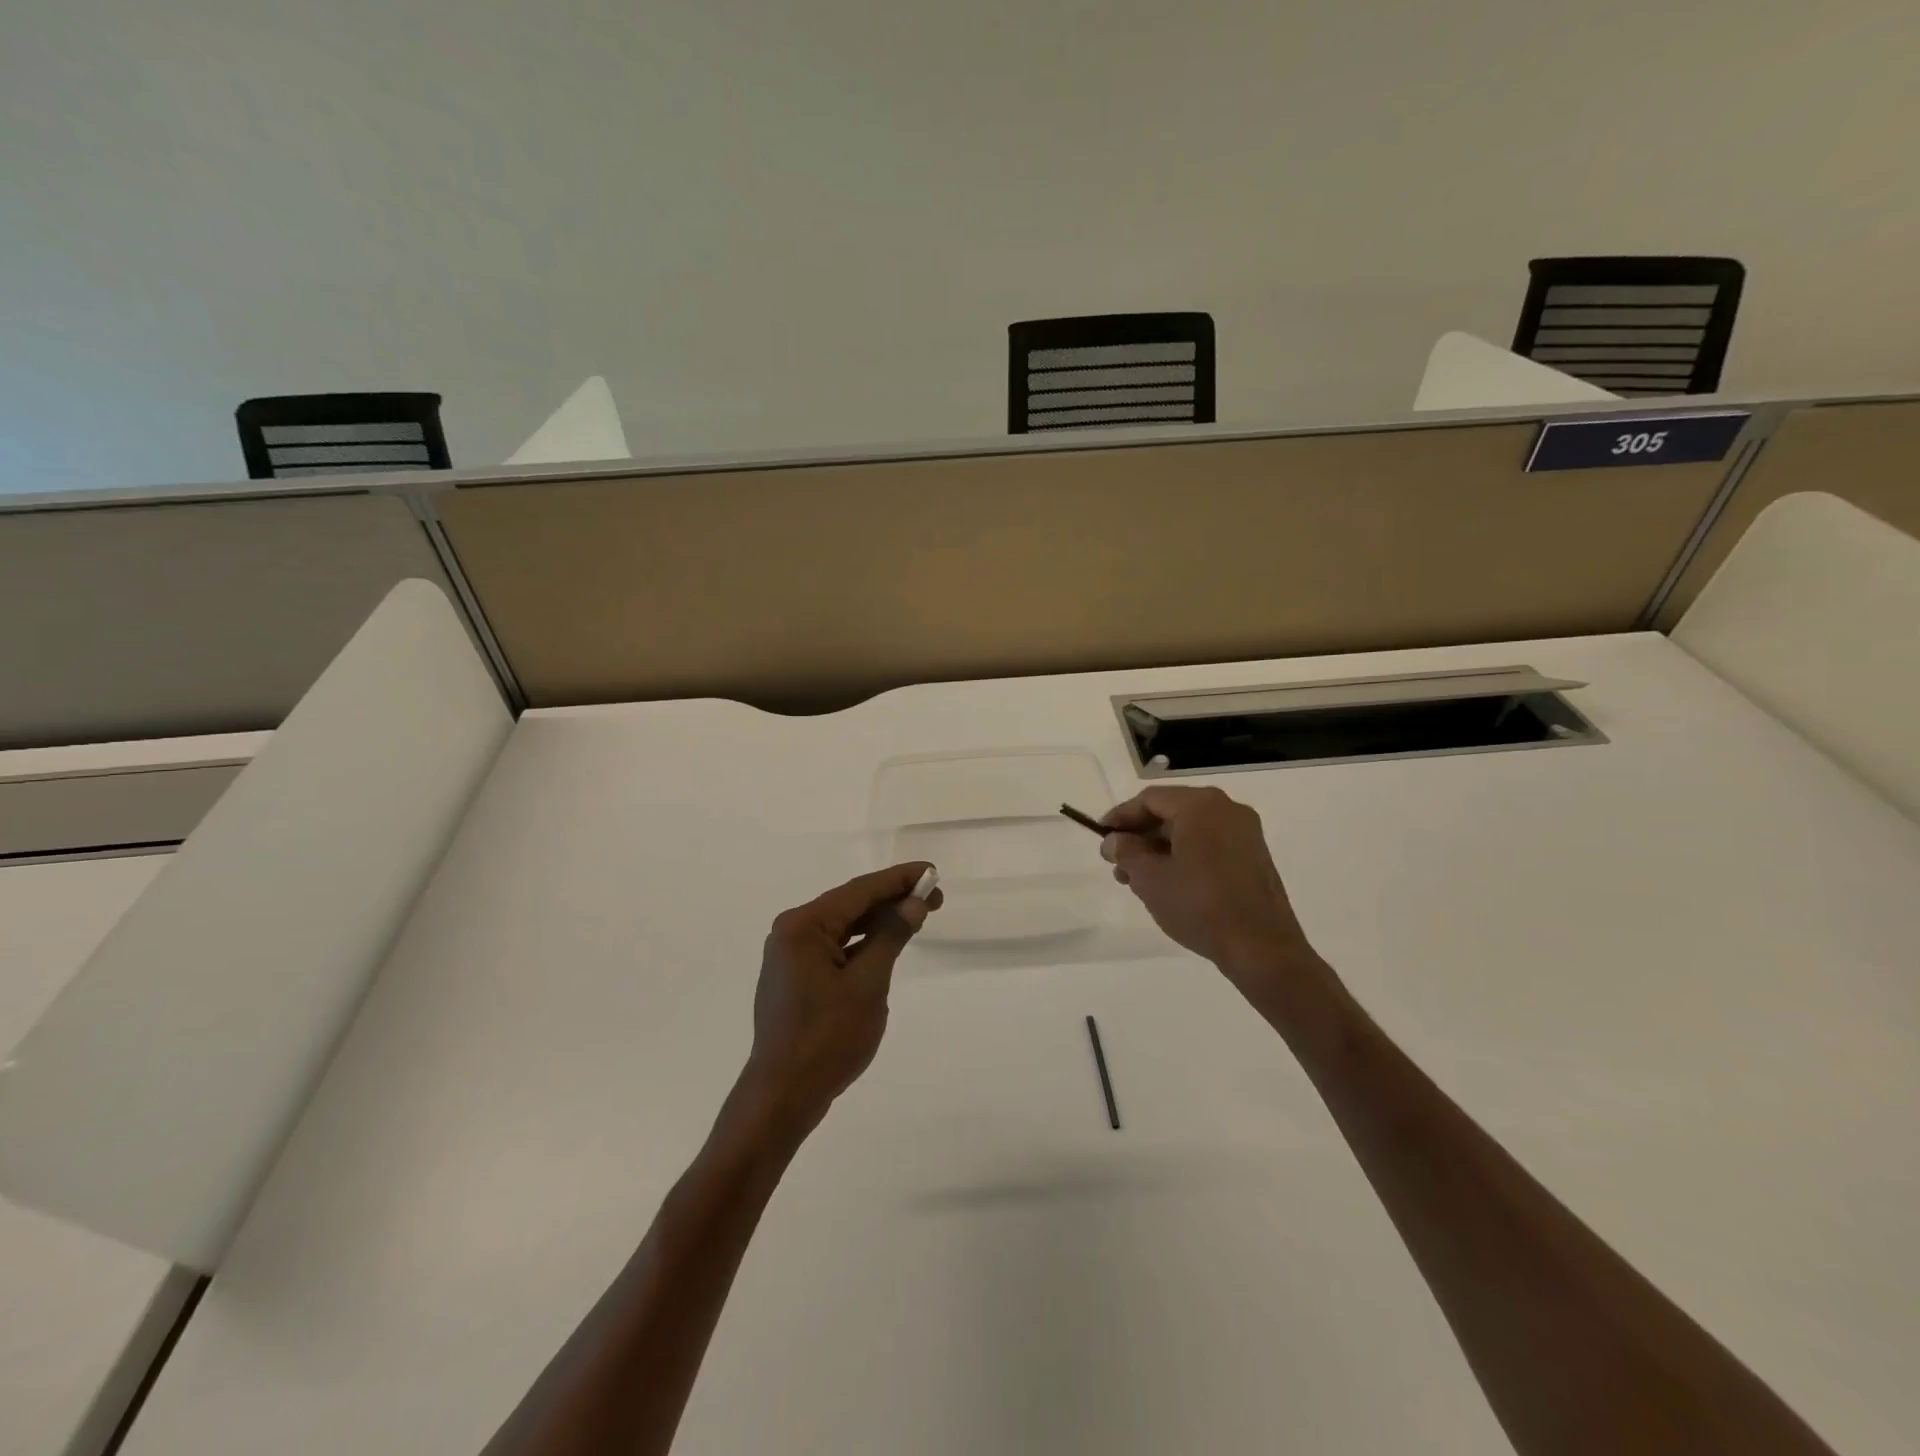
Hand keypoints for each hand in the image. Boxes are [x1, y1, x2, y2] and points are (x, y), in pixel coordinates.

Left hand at [739, 863, 939, 1137]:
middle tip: (935, 898)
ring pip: (843, 927)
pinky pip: (835, 948)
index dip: (899, 879)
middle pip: (850, 905)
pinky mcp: (795, 977)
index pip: (859, 891)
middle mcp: (792, 932)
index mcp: (803, 926)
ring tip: (918, 916)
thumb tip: (914, 903)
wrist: (782, 1096)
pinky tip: (887, 943)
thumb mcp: (867, 984)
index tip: (932, 871)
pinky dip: (863, 944)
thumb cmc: (827, 1039)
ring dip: (879, 921)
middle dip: (893, 900)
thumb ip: (891, 937)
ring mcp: (790, 955)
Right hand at [1100, 786, 1317, 986]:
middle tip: (1117, 864)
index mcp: (1201, 806)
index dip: (1120, 817)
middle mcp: (1226, 809)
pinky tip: (1169, 884)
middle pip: (1171, 812)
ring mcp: (1245, 833)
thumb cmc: (1199, 905)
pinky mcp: (1254, 856)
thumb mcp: (1150, 878)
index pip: (1149, 799)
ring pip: (1190, 830)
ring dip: (1160, 850)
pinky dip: (1184, 856)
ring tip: (1138, 881)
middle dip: (1140, 837)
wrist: (1261, 948)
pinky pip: (1209, 844)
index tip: (1101, 837)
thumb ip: (1126, 852)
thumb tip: (1113, 841)